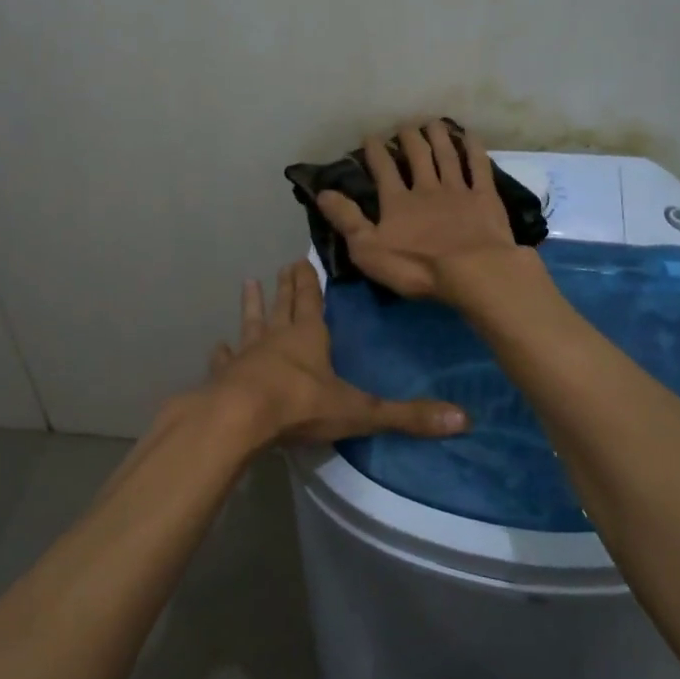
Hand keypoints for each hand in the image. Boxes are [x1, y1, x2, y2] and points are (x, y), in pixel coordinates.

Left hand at [205, 259, 468, 444]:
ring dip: (252, 306)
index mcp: (309, 337)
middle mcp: (277, 339)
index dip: (310, 282)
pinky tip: (217, 346)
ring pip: (251, 324)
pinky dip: (222, 353)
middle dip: (287, 287)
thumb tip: (463, 420)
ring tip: (248, 284)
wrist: (239, 419)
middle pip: (284, 306)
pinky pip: (225, 361)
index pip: (312, 301)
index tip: (303, 259)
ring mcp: (247, 356)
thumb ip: (407, 416)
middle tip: (284, 265)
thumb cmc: (301, 406)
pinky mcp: (224, 378)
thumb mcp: (359, 411)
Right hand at [314, 120, 522, 300]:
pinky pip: (478, 167)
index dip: (376, 152)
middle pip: (417, 156)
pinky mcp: (485, 198)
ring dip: (438, 137)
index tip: (370, 137)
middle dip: (409, 139)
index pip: (383, 170)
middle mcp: (426, 188)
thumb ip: (347, 219)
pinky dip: (474, 149)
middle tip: (405, 126)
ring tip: (433, 122)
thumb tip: (322, 192)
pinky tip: (470, 136)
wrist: (472, 270)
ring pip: (446, 156)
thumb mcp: (369, 249)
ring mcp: (458, 191)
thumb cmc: (416, 265)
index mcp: (397, 202)